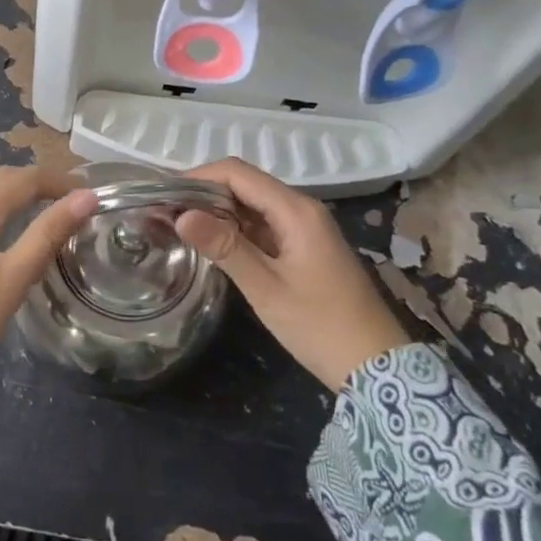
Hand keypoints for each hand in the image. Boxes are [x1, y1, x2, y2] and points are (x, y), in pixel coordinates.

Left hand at [0, 167, 99, 402]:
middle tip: (73, 203)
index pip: (26, 177)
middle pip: (1, 179)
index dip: (60, 181)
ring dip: (14, 194)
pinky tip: (0, 233)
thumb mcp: (11, 280)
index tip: (92, 196)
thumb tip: (85, 197)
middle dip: (38, 183)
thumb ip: (47, 234)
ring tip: (43, 212)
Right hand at [174, 158, 409, 391]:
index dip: (197, 177)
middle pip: (243, 184)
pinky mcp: (303, 247)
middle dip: (202, 193)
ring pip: (251, 204)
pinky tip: (209, 243)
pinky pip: (261, 224)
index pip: (237, 173)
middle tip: (163, 213)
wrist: (377, 367)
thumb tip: (181, 215)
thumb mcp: (266, 288)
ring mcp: (304, 228)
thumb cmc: (321, 326)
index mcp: (296, 211)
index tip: (163, 195)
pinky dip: (233, 228)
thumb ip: (224, 247)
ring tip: (177, 225)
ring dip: (216, 210)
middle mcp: (301, 209)